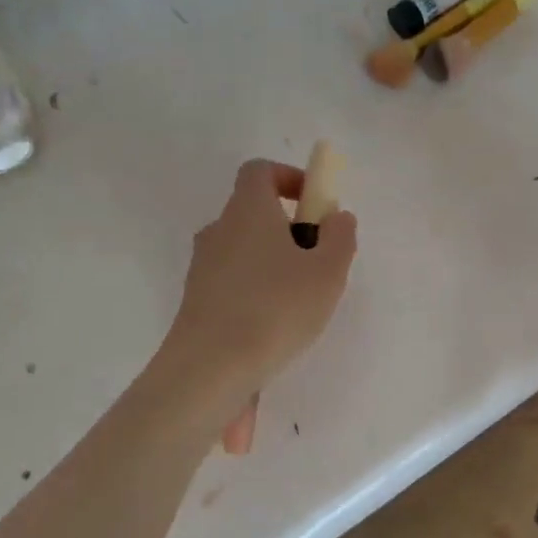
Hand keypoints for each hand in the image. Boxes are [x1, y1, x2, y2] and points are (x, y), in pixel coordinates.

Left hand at [163, 160, 357, 411]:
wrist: (211, 367)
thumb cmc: (277, 308)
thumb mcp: (328, 272)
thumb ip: (340, 237)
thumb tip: (337, 216)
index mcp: (248, 210)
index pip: (260, 171)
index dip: (289, 178)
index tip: (315, 205)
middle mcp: (219, 230)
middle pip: (254, 214)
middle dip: (289, 230)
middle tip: (319, 263)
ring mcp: (202, 267)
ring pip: (245, 252)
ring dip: (274, 265)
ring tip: (302, 304)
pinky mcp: (197, 301)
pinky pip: (234, 285)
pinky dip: (256, 294)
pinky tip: (275, 329)